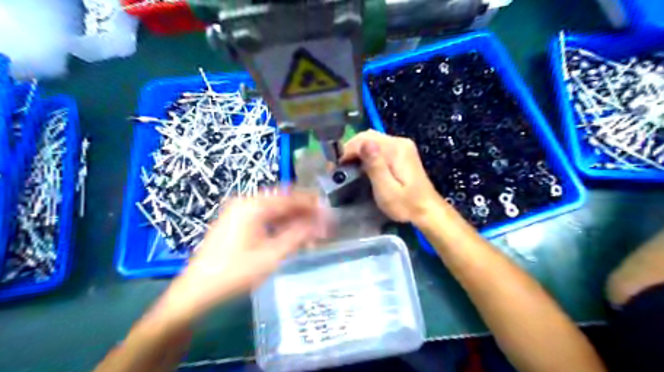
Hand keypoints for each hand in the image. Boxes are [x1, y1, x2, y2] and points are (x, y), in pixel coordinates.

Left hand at [158, 190, 328, 319]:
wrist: (196, 291)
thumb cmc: (234, 273)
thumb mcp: (271, 255)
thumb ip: (298, 236)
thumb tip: (322, 223)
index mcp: (253, 205)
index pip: (291, 198)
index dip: (312, 205)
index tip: (329, 214)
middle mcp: (246, 202)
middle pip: (283, 202)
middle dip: (304, 213)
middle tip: (322, 226)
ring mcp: (239, 212)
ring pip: (275, 211)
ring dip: (293, 221)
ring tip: (310, 235)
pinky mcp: (236, 222)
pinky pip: (264, 218)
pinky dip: (280, 226)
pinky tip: (291, 237)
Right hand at [342, 130, 439, 224]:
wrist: (428, 210)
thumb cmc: (406, 204)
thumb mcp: (387, 190)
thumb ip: (375, 166)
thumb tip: (364, 143)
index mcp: (395, 149)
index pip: (364, 139)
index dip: (347, 151)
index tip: (336, 167)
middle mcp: (399, 142)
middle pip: (368, 136)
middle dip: (351, 149)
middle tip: (340, 168)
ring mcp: (402, 146)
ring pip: (373, 140)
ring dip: (358, 151)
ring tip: (348, 167)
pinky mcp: (403, 152)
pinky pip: (380, 146)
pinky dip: (367, 153)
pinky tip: (363, 166)